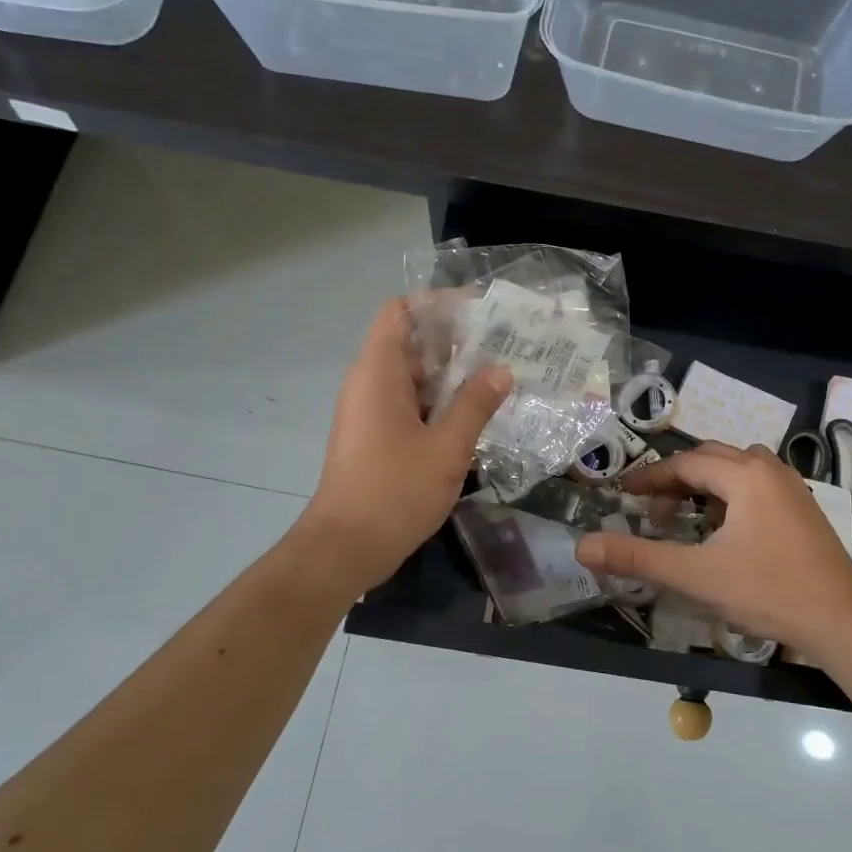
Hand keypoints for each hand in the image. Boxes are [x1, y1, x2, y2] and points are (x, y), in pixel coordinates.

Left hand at [299, 298, 511, 592]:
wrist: (346, 547)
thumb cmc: (394, 491)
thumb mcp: (446, 447)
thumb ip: (475, 405)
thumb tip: (501, 370)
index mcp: (378, 373)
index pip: (401, 312)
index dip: (438, 304)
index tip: (481, 311)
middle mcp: (369, 384)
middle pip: (411, 343)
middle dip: (456, 341)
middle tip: (505, 346)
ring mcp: (370, 413)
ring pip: (413, 378)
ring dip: (452, 376)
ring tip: (500, 377)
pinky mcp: (375, 438)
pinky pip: (410, 405)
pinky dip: (440, 403)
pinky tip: (476, 416)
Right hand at [574, 441, 851, 655]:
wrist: (843, 621)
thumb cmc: (768, 591)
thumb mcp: (696, 575)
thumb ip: (638, 558)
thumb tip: (583, 547)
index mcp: (745, 476)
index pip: (686, 463)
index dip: (650, 477)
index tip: (623, 494)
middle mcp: (770, 470)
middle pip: (711, 458)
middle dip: (676, 479)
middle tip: (651, 509)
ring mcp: (792, 489)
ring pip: (738, 469)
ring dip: (706, 484)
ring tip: (686, 516)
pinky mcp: (804, 510)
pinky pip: (758, 485)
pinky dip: (731, 495)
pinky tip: (725, 529)